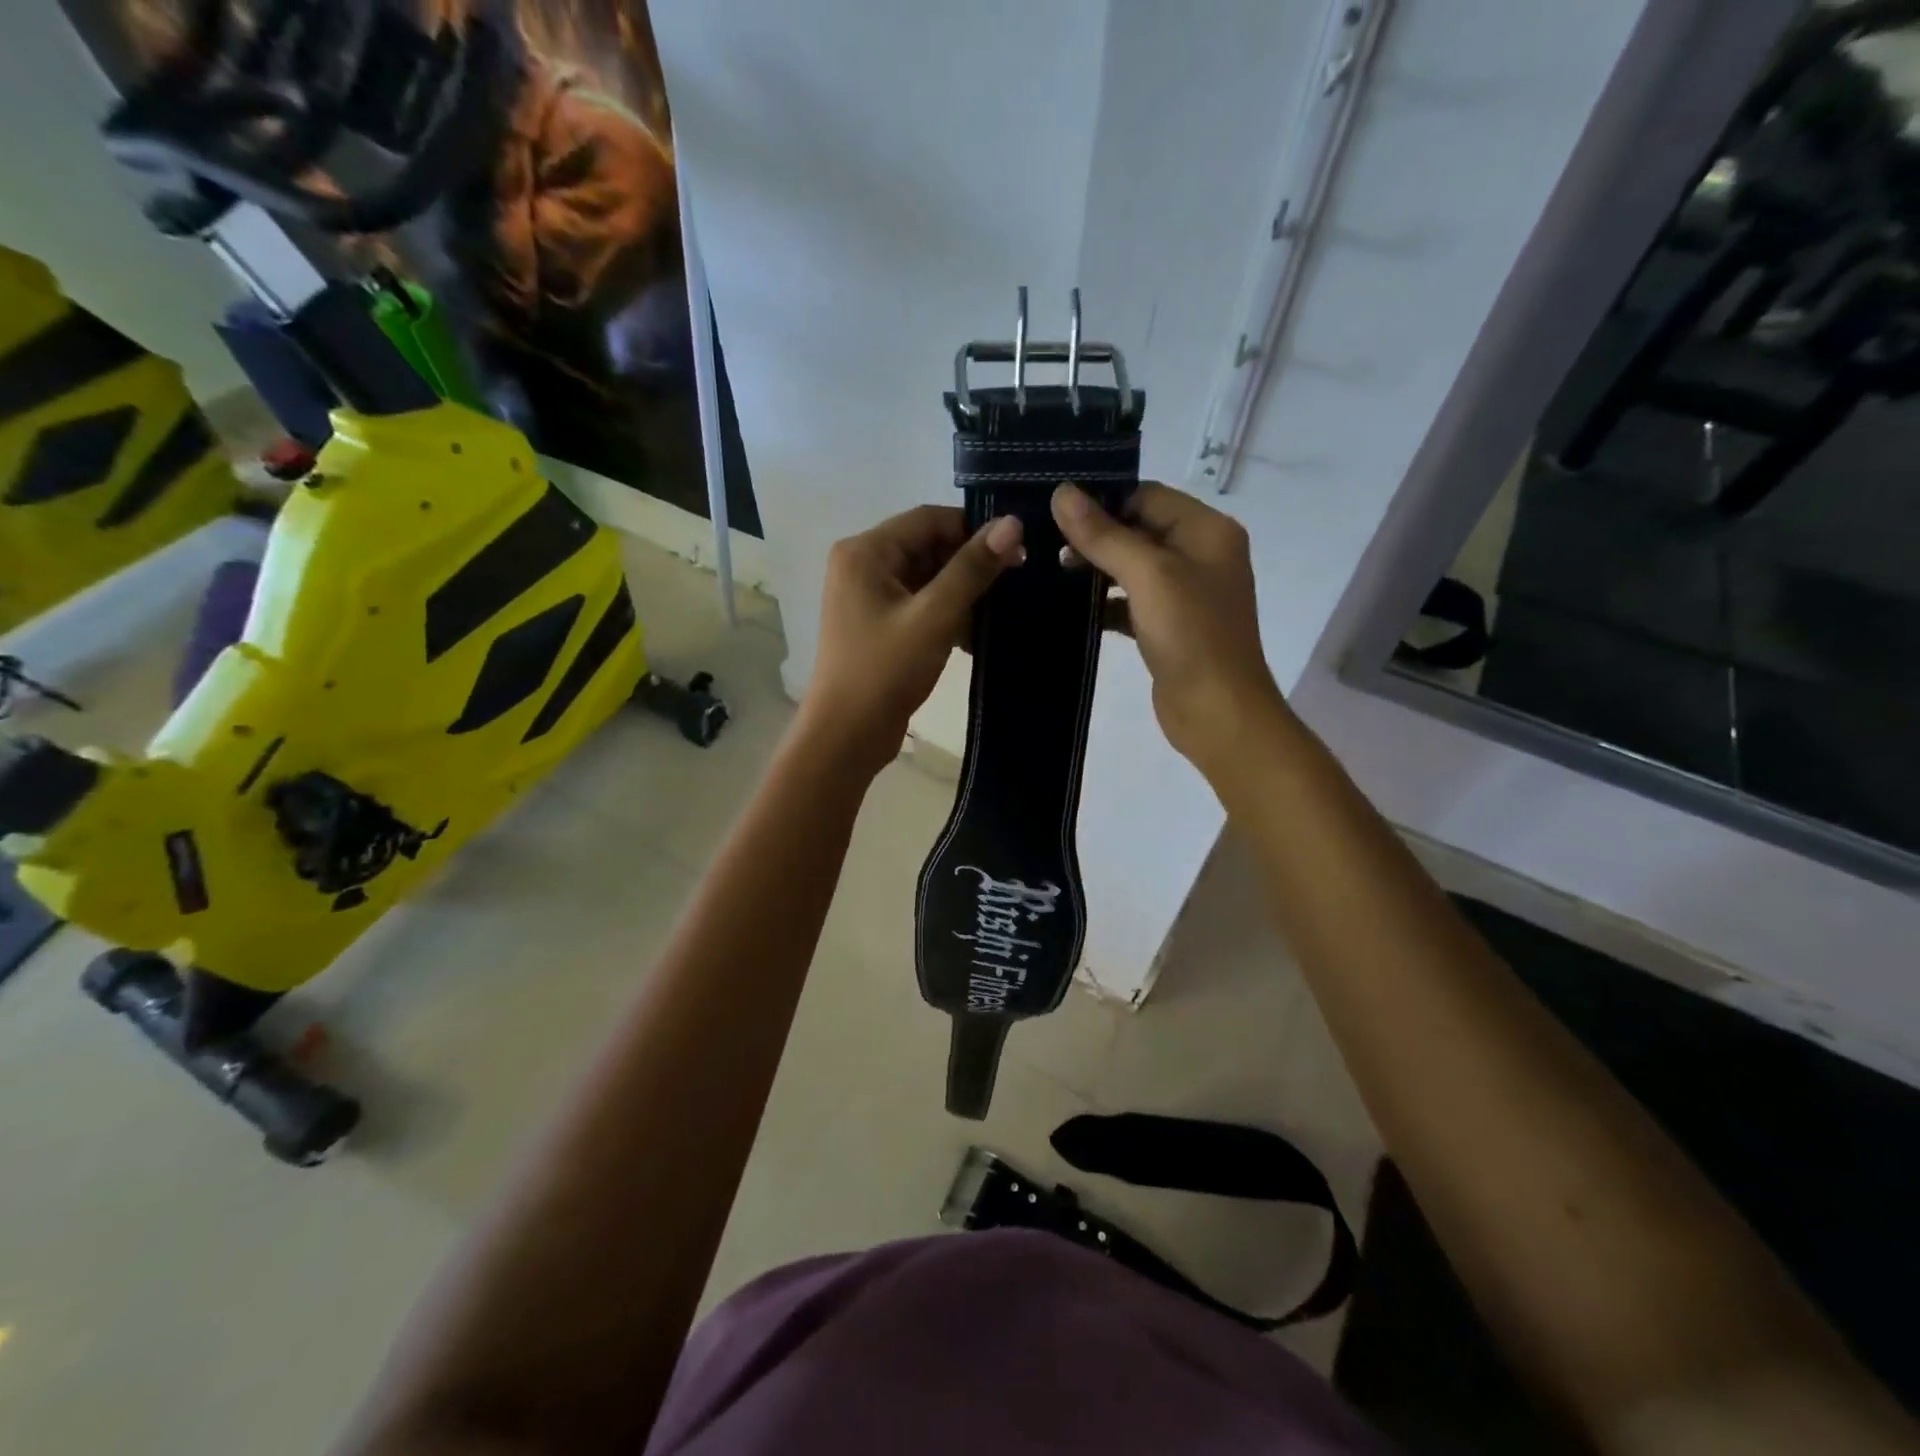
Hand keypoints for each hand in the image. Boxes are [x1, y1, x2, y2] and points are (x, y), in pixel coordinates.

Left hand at [803, 505, 1023, 774]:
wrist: (846, 737)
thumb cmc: (884, 671)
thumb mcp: (934, 617)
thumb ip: (972, 569)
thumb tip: (1012, 524)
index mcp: (865, 552)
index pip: (928, 519)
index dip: (974, 530)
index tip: (1016, 551)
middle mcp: (863, 566)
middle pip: (928, 547)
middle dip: (969, 565)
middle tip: (1016, 582)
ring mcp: (869, 598)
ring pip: (928, 579)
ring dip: (962, 593)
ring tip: (1002, 610)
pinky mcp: (880, 626)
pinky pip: (921, 605)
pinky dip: (947, 615)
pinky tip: (977, 635)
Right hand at [1052, 482, 1286, 779]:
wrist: (1217, 712)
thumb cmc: (1190, 635)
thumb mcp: (1147, 575)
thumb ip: (1104, 534)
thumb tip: (1061, 492)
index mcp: (1207, 531)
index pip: (1147, 496)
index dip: (1104, 501)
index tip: (1055, 512)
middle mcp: (1201, 555)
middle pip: (1139, 529)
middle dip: (1095, 536)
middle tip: (1045, 545)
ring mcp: (1186, 593)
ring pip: (1132, 567)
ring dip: (1096, 569)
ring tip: (1051, 572)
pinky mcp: (1169, 626)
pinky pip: (1131, 602)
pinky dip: (1105, 603)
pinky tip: (1072, 609)